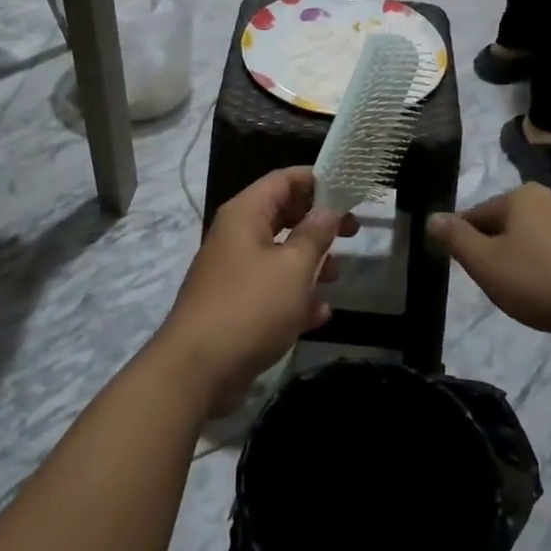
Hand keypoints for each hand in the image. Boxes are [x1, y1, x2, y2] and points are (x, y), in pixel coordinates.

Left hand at [152, 169, 354, 414]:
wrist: (197, 370)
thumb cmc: (250, 307)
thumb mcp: (293, 267)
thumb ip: (315, 234)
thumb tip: (329, 209)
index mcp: (244, 215)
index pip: (282, 180)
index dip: (316, 180)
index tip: (349, 189)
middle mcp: (236, 236)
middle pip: (282, 215)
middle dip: (318, 223)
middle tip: (353, 231)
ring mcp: (233, 272)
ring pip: (279, 255)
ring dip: (309, 262)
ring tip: (335, 276)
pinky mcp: (235, 306)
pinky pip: (271, 290)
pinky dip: (294, 297)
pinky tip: (319, 315)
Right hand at [427, 184, 550, 343]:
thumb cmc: (543, 281)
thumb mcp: (487, 264)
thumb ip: (456, 239)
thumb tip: (432, 217)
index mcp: (520, 196)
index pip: (476, 215)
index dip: (464, 242)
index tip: (463, 267)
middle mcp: (550, 197)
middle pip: (507, 223)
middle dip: (496, 249)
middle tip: (493, 284)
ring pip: (536, 236)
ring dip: (524, 258)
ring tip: (525, 291)